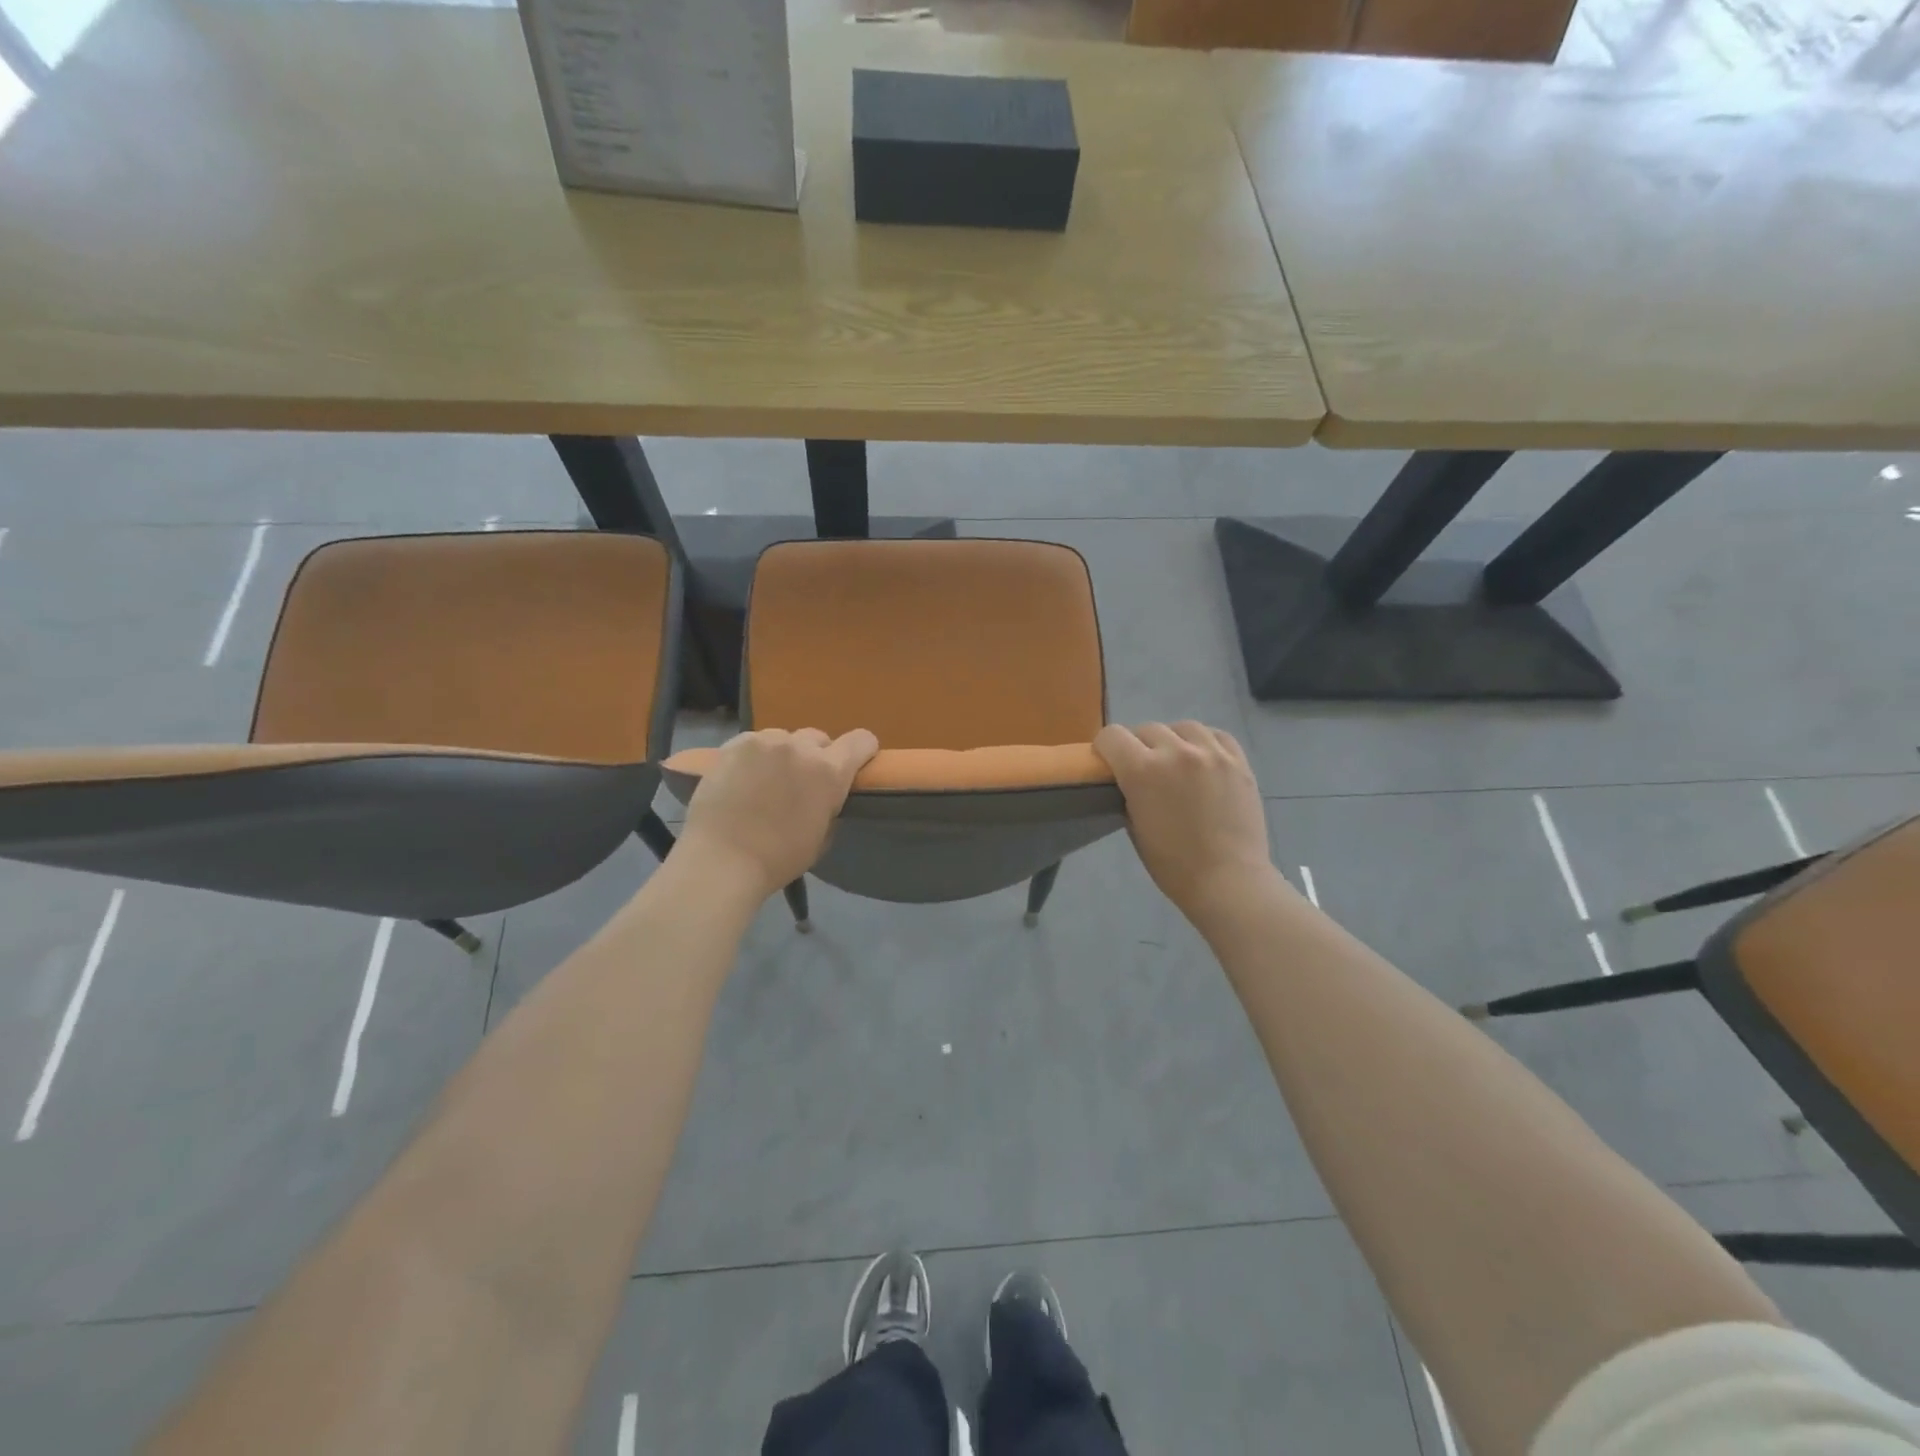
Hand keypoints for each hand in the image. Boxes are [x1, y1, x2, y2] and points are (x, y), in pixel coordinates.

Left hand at [676, 728, 878, 898]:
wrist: (721, 860)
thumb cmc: (778, 859)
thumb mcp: (822, 837)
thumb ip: (829, 805)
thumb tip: (825, 796)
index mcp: (829, 772)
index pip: (861, 741)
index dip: (862, 751)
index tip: (853, 766)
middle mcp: (801, 747)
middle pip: (820, 738)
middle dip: (816, 757)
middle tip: (801, 782)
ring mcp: (765, 742)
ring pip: (785, 738)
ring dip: (784, 755)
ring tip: (767, 780)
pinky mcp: (734, 744)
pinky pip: (754, 742)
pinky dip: (755, 756)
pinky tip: (743, 778)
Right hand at [1093, 721, 1280, 926]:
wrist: (1229, 881)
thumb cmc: (1173, 865)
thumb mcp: (1134, 827)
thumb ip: (1129, 793)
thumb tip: (1129, 780)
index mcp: (1142, 770)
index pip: (1112, 736)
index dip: (1104, 747)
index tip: (1107, 761)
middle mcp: (1176, 752)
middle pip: (1146, 729)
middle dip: (1138, 745)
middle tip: (1142, 768)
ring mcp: (1211, 753)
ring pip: (1183, 727)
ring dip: (1172, 739)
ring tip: (1175, 759)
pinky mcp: (1238, 761)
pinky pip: (1217, 735)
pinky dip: (1204, 742)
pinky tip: (1202, 758)